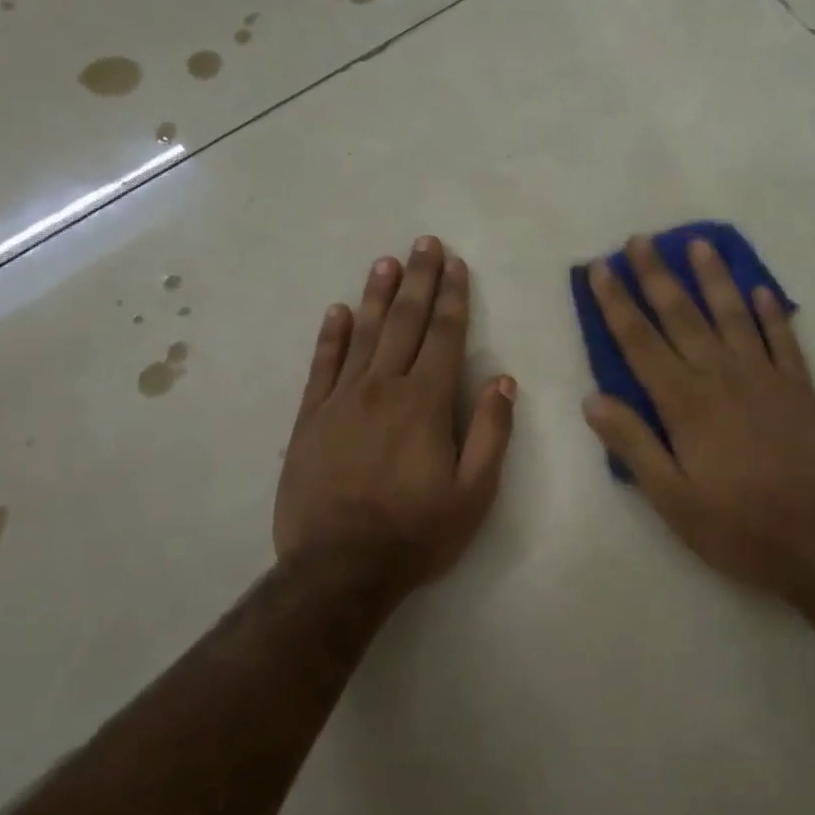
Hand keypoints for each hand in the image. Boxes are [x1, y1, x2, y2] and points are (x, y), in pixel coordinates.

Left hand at [274, 236, 515, 582]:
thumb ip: (490, 431)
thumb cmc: (416, 533)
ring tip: (385, 262)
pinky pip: (322, 367)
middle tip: (423, 243)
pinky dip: (330, 336)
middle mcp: (383, 388)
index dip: (452, 297)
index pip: (444, 336)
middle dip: (418, 280)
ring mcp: (341, 400)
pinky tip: (337, 311)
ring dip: (376, 296)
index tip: (455, 264)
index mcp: (425, 402)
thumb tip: (503, 379)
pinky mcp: (310, 419)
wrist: (338, 570)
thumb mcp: (473, 492)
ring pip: (362, 335)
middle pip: (404, 323)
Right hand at [581, 236, 814, 598]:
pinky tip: (761, 289)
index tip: (600, 268)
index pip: (640, 341)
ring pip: (733, 314)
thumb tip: (593, 399)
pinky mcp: (800, 388)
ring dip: (714, 277)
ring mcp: (766, 377)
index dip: (616, 303)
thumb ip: (634, 445)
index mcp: (685, 403)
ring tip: (699, 243)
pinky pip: (783, 338)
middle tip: (640, 239)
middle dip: (657, 275)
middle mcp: (722, 376)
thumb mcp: (672, 499)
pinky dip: (771, 311)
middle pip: (682, 315)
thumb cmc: (738, 526)